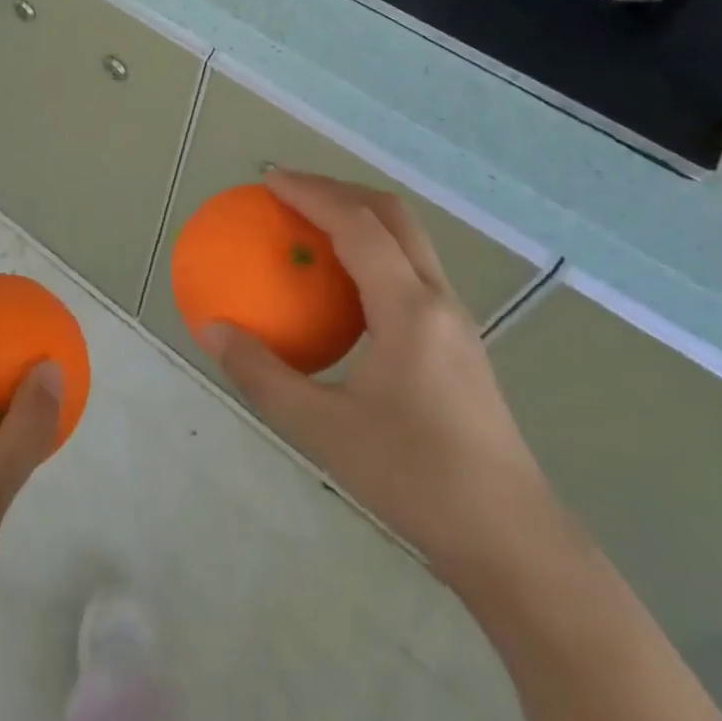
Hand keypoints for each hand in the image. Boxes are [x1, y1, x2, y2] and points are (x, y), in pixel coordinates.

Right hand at [199, 171, 557, 582]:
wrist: (510, 539)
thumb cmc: (415, 478)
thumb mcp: (322, 430)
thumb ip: (261, 374)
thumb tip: (211, 329)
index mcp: (408, 309)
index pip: (357, 225)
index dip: (311, 193)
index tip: (268, 182)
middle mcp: (438, 299)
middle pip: (392, 215)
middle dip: (339, 189)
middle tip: (289, 192)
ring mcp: (455, 319)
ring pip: (408, 239)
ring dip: (359, 216)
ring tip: (311, 225)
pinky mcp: (458, 341)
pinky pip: (410, 270)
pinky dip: (372, 252)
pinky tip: (342, 288)